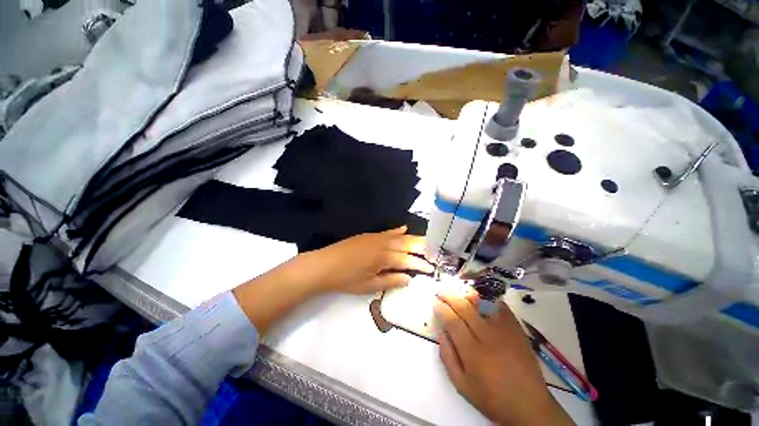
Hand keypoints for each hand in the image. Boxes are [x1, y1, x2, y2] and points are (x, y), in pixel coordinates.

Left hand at [292, 226, 433, 294]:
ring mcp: (376, 237)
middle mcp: (383, 244)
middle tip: (434, 251)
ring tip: (426, 242)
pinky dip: (397, 230)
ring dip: (413, 239)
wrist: (324, 265)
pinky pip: (387, 232)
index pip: (408, 260)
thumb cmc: (346, 279)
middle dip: (422, 247)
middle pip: (407, 244)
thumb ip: (391, 281)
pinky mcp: (369, 235)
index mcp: (384, 257)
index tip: (431, 268)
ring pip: (400, 236)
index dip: (420, 264)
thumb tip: (409, 279)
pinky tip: (404, 228)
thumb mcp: (369, 285)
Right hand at [433, 291, 574, 425]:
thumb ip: (447, 357)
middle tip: (441, 292)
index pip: (452, 320)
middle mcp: (487, 336)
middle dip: (449, 296)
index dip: (441, 308)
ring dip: (466, 295)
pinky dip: (488, 299)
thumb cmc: (491, 397)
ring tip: (458, 294)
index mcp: (472, 352)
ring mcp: (503, 330)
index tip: (435, 303)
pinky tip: (480, 299)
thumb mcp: (461, 385)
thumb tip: (440, 332)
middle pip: (464, 307)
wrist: (529, 405)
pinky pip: (500, 306)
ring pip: (481, 303)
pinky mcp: (516, 328)